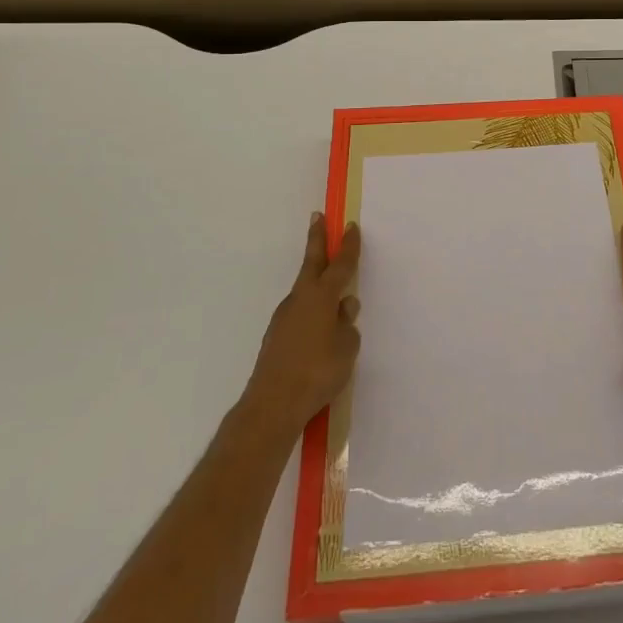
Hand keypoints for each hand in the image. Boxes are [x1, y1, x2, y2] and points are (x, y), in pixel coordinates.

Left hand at [244, 214, 361, 429]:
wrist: (272, 404)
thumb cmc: (318, 371)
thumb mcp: (347, 347)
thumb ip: (347, 324)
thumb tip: (343, 309)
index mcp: (322, 296)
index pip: (340, 265)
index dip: (348, 246)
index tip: (350, 226)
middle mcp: (301, 299)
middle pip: (312, 263)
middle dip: (317, 239)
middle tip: (317, 217)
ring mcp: (284, 317)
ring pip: (306, 292)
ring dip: (317, 284)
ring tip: (335, 299)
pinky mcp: (276, 337)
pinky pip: (300, 315)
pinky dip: (311, 312)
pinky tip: (319, 334)